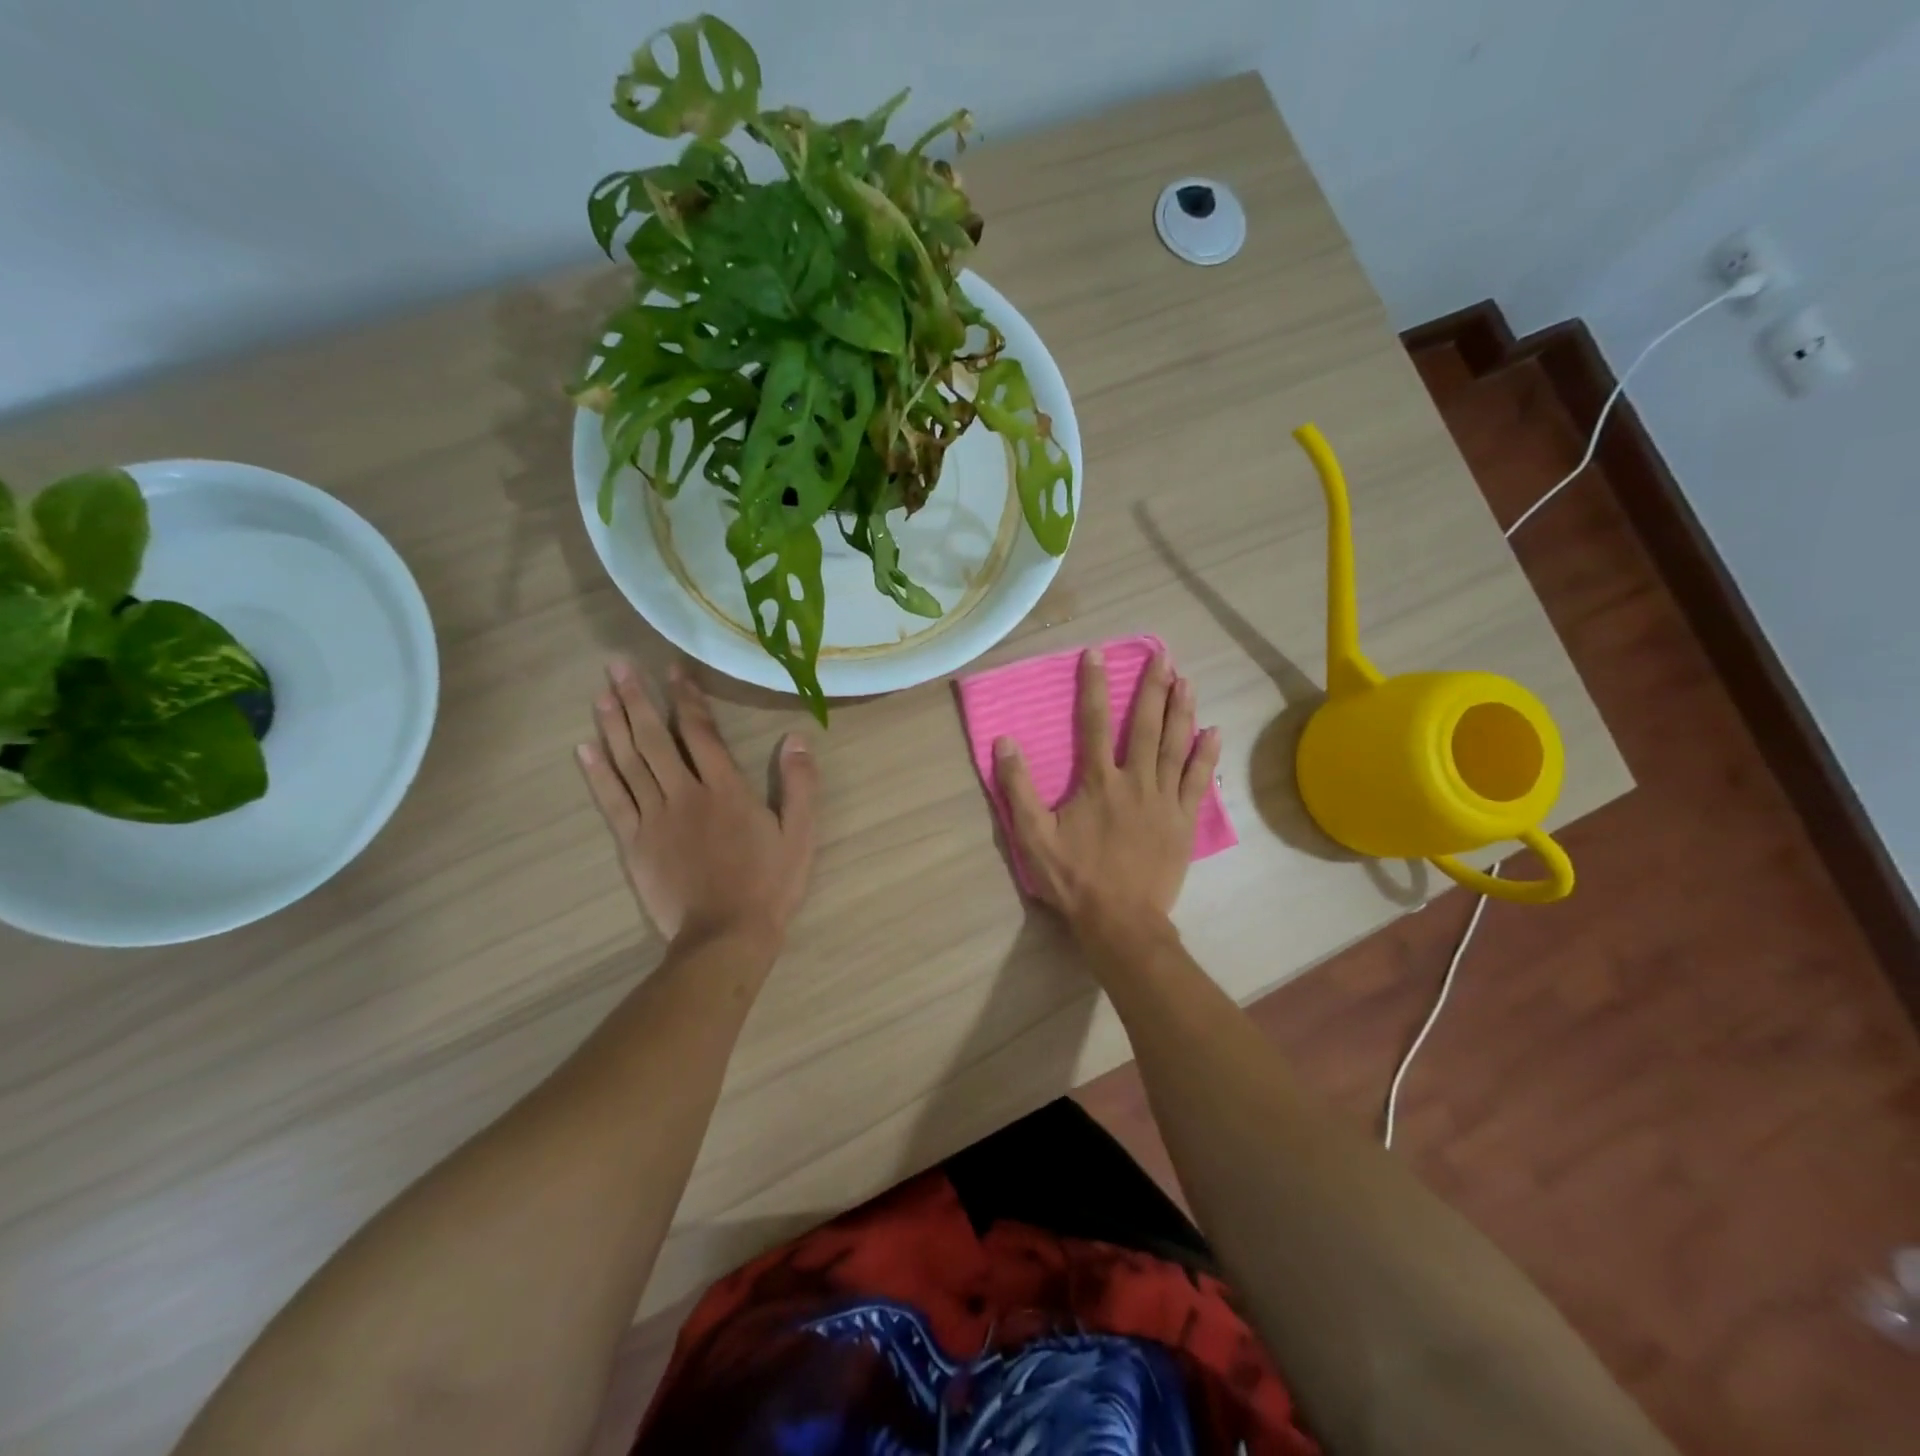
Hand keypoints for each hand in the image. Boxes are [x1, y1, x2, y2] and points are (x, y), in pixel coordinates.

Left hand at [575, 659, 816, 947]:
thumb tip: (797, 738)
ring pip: (629, 763)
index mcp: (726, 789)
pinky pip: (612, 801)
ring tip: (600, 694)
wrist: (725, 937)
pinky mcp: (634, 844)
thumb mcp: (800, 834)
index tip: (672, 670)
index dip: (686, 698)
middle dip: (636, 700)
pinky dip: (597, 773)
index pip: (701, 732)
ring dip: (613, 726)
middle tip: (617, 666)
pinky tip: (584, 749)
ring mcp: (655, 818)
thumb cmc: (768, 885)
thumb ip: (799, 785)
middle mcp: (685, 794)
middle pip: (656, 739)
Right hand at [994, 648, 1219, 937]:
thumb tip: (1004, 741)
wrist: (1120, 920)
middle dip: (1152, 688)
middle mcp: (1135, 781)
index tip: (1098, 654)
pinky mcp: (1183, 821)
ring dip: (1181, 711)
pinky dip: (1207, 755)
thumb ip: (1017, 788)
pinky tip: (1214, 731)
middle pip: (1145, 726)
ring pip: (1176, 746)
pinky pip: (1198, 780)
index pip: (1094, 722)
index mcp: (1098, 782)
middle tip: (1162, 656)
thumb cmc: (1074, 878)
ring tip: (1186, 680)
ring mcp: (1164, 800)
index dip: (1095, 685)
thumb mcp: (1033, 836)